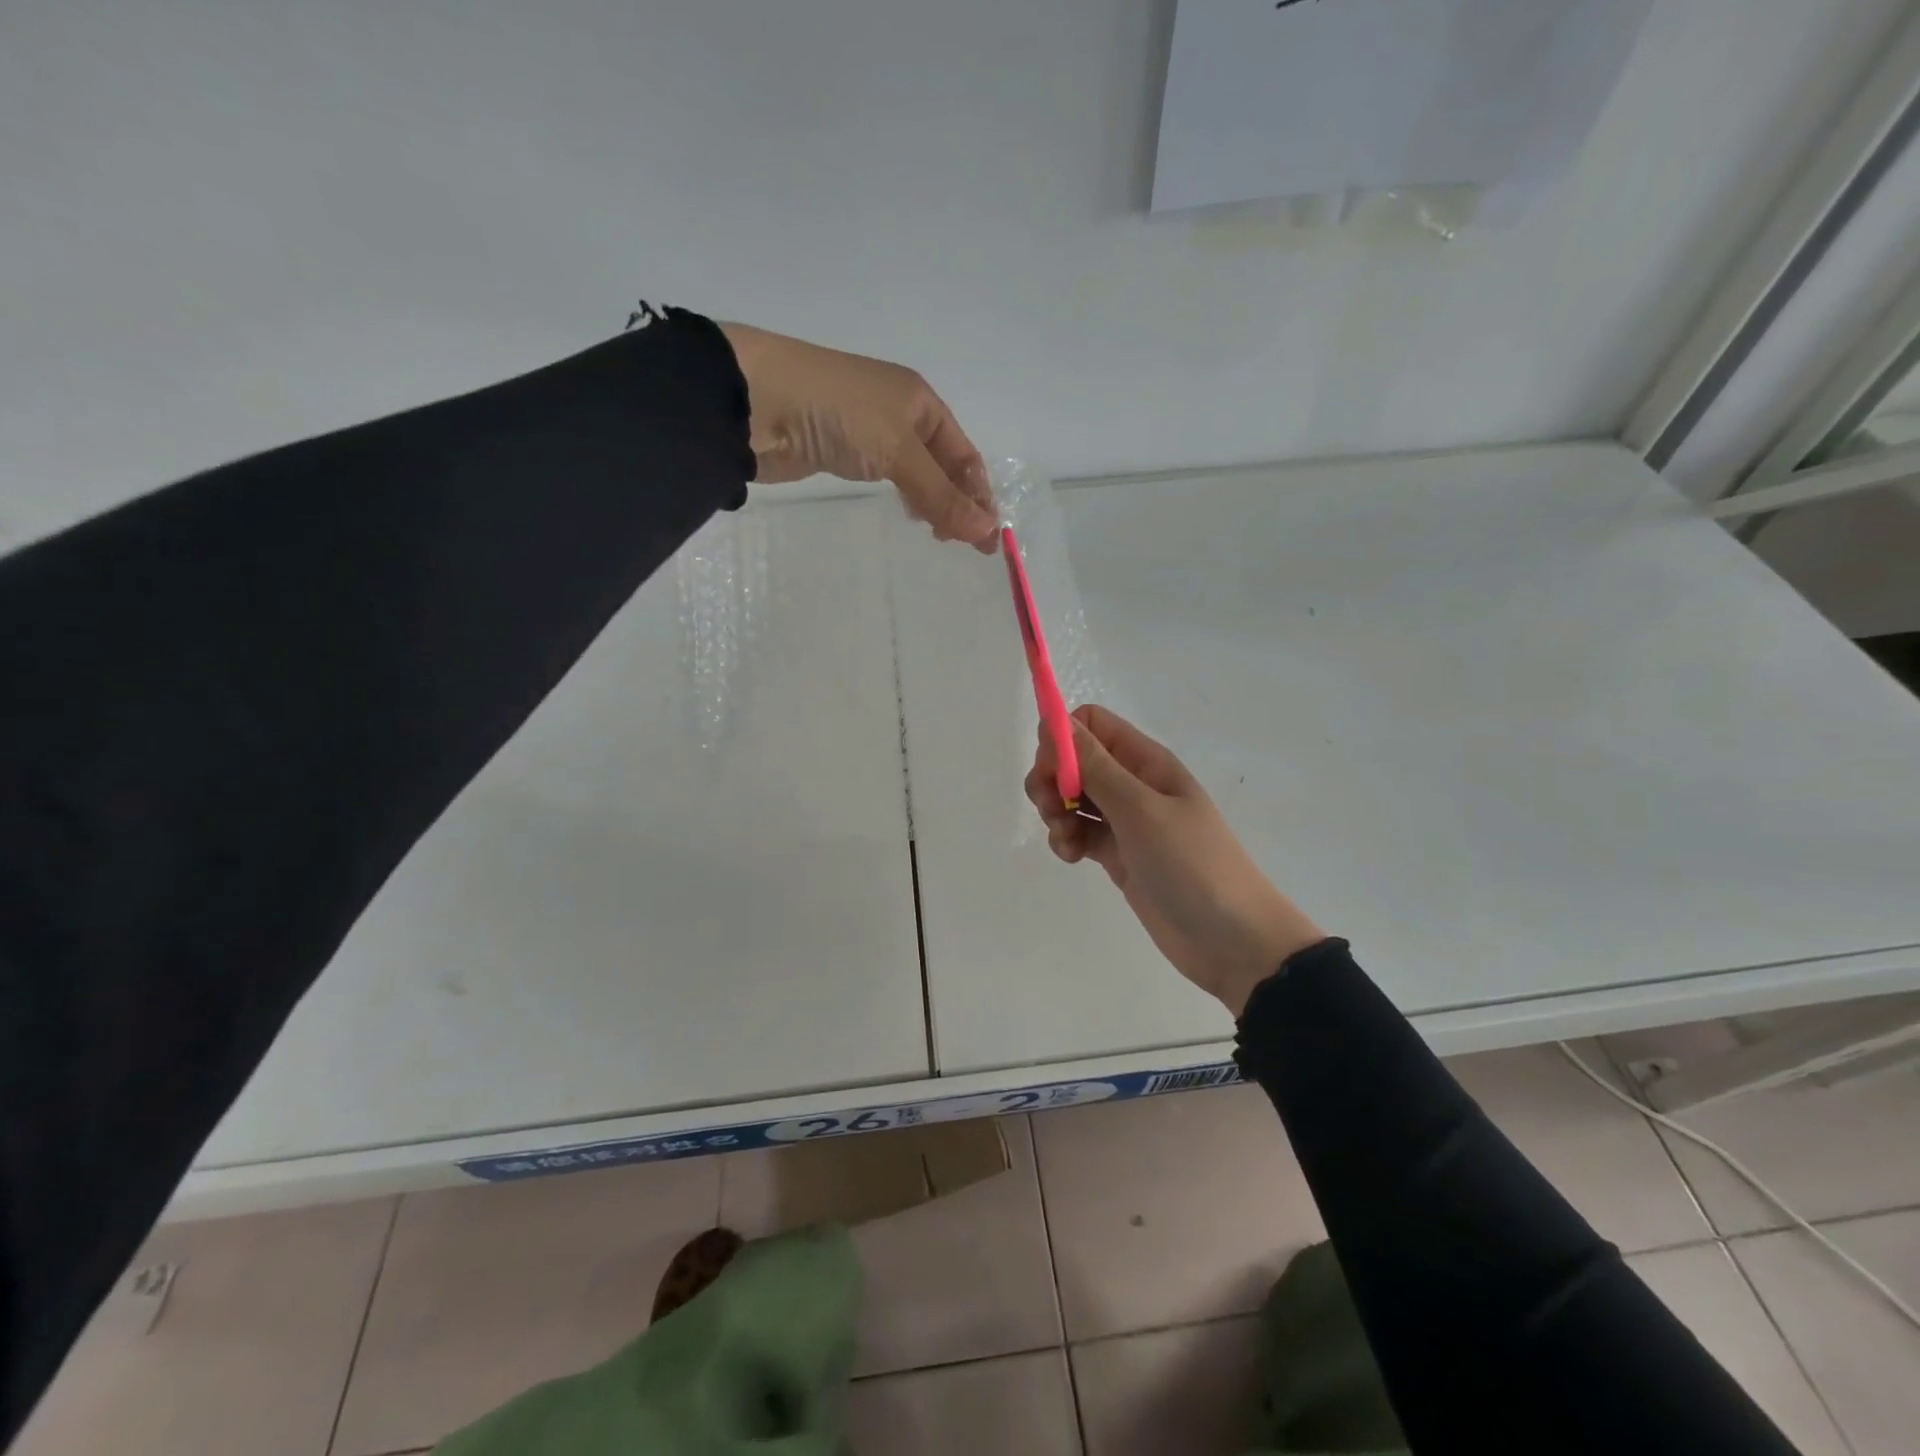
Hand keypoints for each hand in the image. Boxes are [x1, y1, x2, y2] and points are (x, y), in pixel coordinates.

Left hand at [719, 323, 996, 550]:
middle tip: (959, 543)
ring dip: (932, 501)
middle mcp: (900, 411)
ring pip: (916, 471)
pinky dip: (905, 496)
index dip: (979, 496)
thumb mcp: (898, 452)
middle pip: (943, 464)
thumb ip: (941, 495)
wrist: (758, 400)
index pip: (964, 454)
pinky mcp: (841, 449)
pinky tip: (907, 512)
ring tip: (937, 534)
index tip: (987, 540)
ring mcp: (869, 430)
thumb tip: (987, 532)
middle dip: (958, 501)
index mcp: (921, 401)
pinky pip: (887, 475)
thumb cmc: (838, 414)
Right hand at [1025, 705, 1324, 1015]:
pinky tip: (1072, 858)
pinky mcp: (1118, 854)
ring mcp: (1125, 821)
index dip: (1063, 740)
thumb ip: (1095, 767)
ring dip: (1055, 812)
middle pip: (1074, 761)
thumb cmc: (1191, 864)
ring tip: (1066, 840)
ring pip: (1072, 798)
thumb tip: (1055, 722)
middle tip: (1051, 808)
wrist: (1231, 939)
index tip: (1051, 771)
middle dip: (1052, 779)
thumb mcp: (1140, 809)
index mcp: (1146, 762)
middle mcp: (1133, 784)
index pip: (1092, 724)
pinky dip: (1066, 840)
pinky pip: (1079, 832)